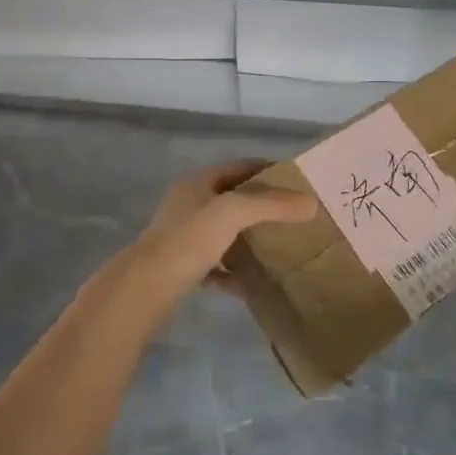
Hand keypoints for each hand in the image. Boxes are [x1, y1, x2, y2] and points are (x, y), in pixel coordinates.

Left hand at [125, 160, 317, 312]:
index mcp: (199, 183)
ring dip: (248, 240)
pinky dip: (232, 273)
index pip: (241, 167)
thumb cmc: (189, 240)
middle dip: (263, 208)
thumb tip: (311, 202)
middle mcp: (190, 204)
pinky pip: (215, 265)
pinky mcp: (181, 267)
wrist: (144, 287)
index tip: (298, 184)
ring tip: (278, 250)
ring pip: (224, 233)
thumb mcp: (233, 213)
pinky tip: (250, 286)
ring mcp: (183, 236)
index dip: (269, 171)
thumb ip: (271, 205)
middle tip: (294, 219)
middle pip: (233, 200)